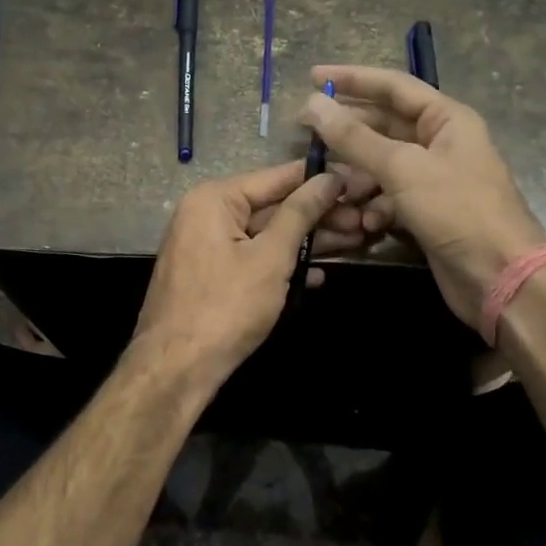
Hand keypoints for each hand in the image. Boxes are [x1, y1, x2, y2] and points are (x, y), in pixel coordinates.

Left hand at [132, 159, 366, 387]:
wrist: (176, 368)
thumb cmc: (226, 306)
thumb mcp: (270, 257)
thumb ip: (301, 214)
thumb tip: (329, 178)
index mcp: (215, 199)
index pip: (279, 177)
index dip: (323, 179)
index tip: (362, 179)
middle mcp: (208, 214)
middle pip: (275, 206)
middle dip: (321, 215)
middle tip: (369, 217)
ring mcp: (208, 247)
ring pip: (268, 235)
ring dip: (310, 241)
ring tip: (358, 241)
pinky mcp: (213, 276)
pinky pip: (255, 259)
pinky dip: (285, 265)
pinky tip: (319, 276)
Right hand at [299, 65, 545, 330]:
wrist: (499, 277)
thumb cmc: (457, 210)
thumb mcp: (402, 168)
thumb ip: (355, 138)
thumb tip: (313, 103)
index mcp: (446, 119)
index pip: (393, 86)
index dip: (352, 79)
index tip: (312, 77)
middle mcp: (440, 142)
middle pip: (384, 126)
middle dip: (347, 133)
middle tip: (304, 132)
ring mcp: (434, 179)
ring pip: (382, 165)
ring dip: (357, 178)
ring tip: (333, 190)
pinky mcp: (426, 212)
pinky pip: (389, 198)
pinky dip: (374, 207)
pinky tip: (364, 223)